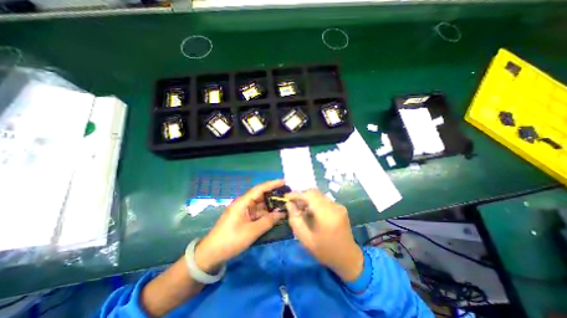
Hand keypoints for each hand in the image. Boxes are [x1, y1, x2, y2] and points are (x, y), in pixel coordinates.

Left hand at [194, 181, 285, 273]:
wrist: (211, 254)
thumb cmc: (230, 240)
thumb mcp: (251, 232)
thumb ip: (268, 221)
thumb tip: (281, 213)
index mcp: (243, 202)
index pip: (260, 189)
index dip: (272, 184)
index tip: (284, 182)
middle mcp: (244, 203)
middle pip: (261, 195)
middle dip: (274, 195)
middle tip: (288, 195)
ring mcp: (244, 211)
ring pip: (261, 205)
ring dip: (271, 205)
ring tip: (285, 205)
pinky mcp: (245, 218)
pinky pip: (258, 213)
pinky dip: (267, 214)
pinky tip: (276, 215)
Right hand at [285, 189, 360, 280]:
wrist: (348, 258)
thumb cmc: (325, 251)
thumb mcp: (306, 239)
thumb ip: (295, 220)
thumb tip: (289, 204)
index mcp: (326, 215)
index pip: (309, 195)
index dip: (297, 194)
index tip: (286, 197)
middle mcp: (334, 207)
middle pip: (314, 193)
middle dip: (302, 196)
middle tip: (293, 205)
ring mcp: (339, 206)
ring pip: (318, 195)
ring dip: (308, 199)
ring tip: (301, 209)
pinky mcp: (340, 207)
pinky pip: (324, 200)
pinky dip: (315, 202)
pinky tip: (311, 212)